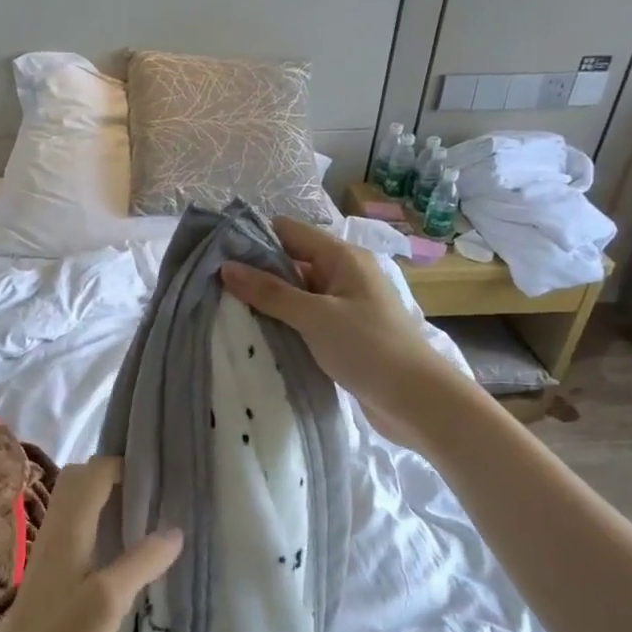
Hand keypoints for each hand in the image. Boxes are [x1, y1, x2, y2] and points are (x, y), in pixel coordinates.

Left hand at [0, 460, 181, 631]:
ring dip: (106, 499)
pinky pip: (75, 529)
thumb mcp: (110, 601)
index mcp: (67, 529)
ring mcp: (49, 553)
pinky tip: (121, 551)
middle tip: (152, 495)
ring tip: (144, 517)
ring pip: (75, 505)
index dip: (125, 467)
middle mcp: (54, 532)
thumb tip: (175, 529)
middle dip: (114, 476)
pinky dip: (98, 523)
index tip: (161, 479)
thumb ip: (141, 561)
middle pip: (79, 481)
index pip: (93, 473)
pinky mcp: (50, 575)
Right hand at [220, 217, 465, 445]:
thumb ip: (270, 292)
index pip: (290, 232)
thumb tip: (227, 268)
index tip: (217, 254)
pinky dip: (285, 323)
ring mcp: (345, 305)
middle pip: (292, 262)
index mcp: (342, 257)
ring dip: (270, 302)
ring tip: (228, 312)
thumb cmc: (368, 347)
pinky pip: (306, 319)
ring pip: (298, 294)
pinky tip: (259, 335)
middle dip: (257, 273)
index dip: (255, 238)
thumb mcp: (314, 316)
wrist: (416, 399)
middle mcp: (344, 274)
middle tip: (215, 288)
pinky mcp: (344, 333)